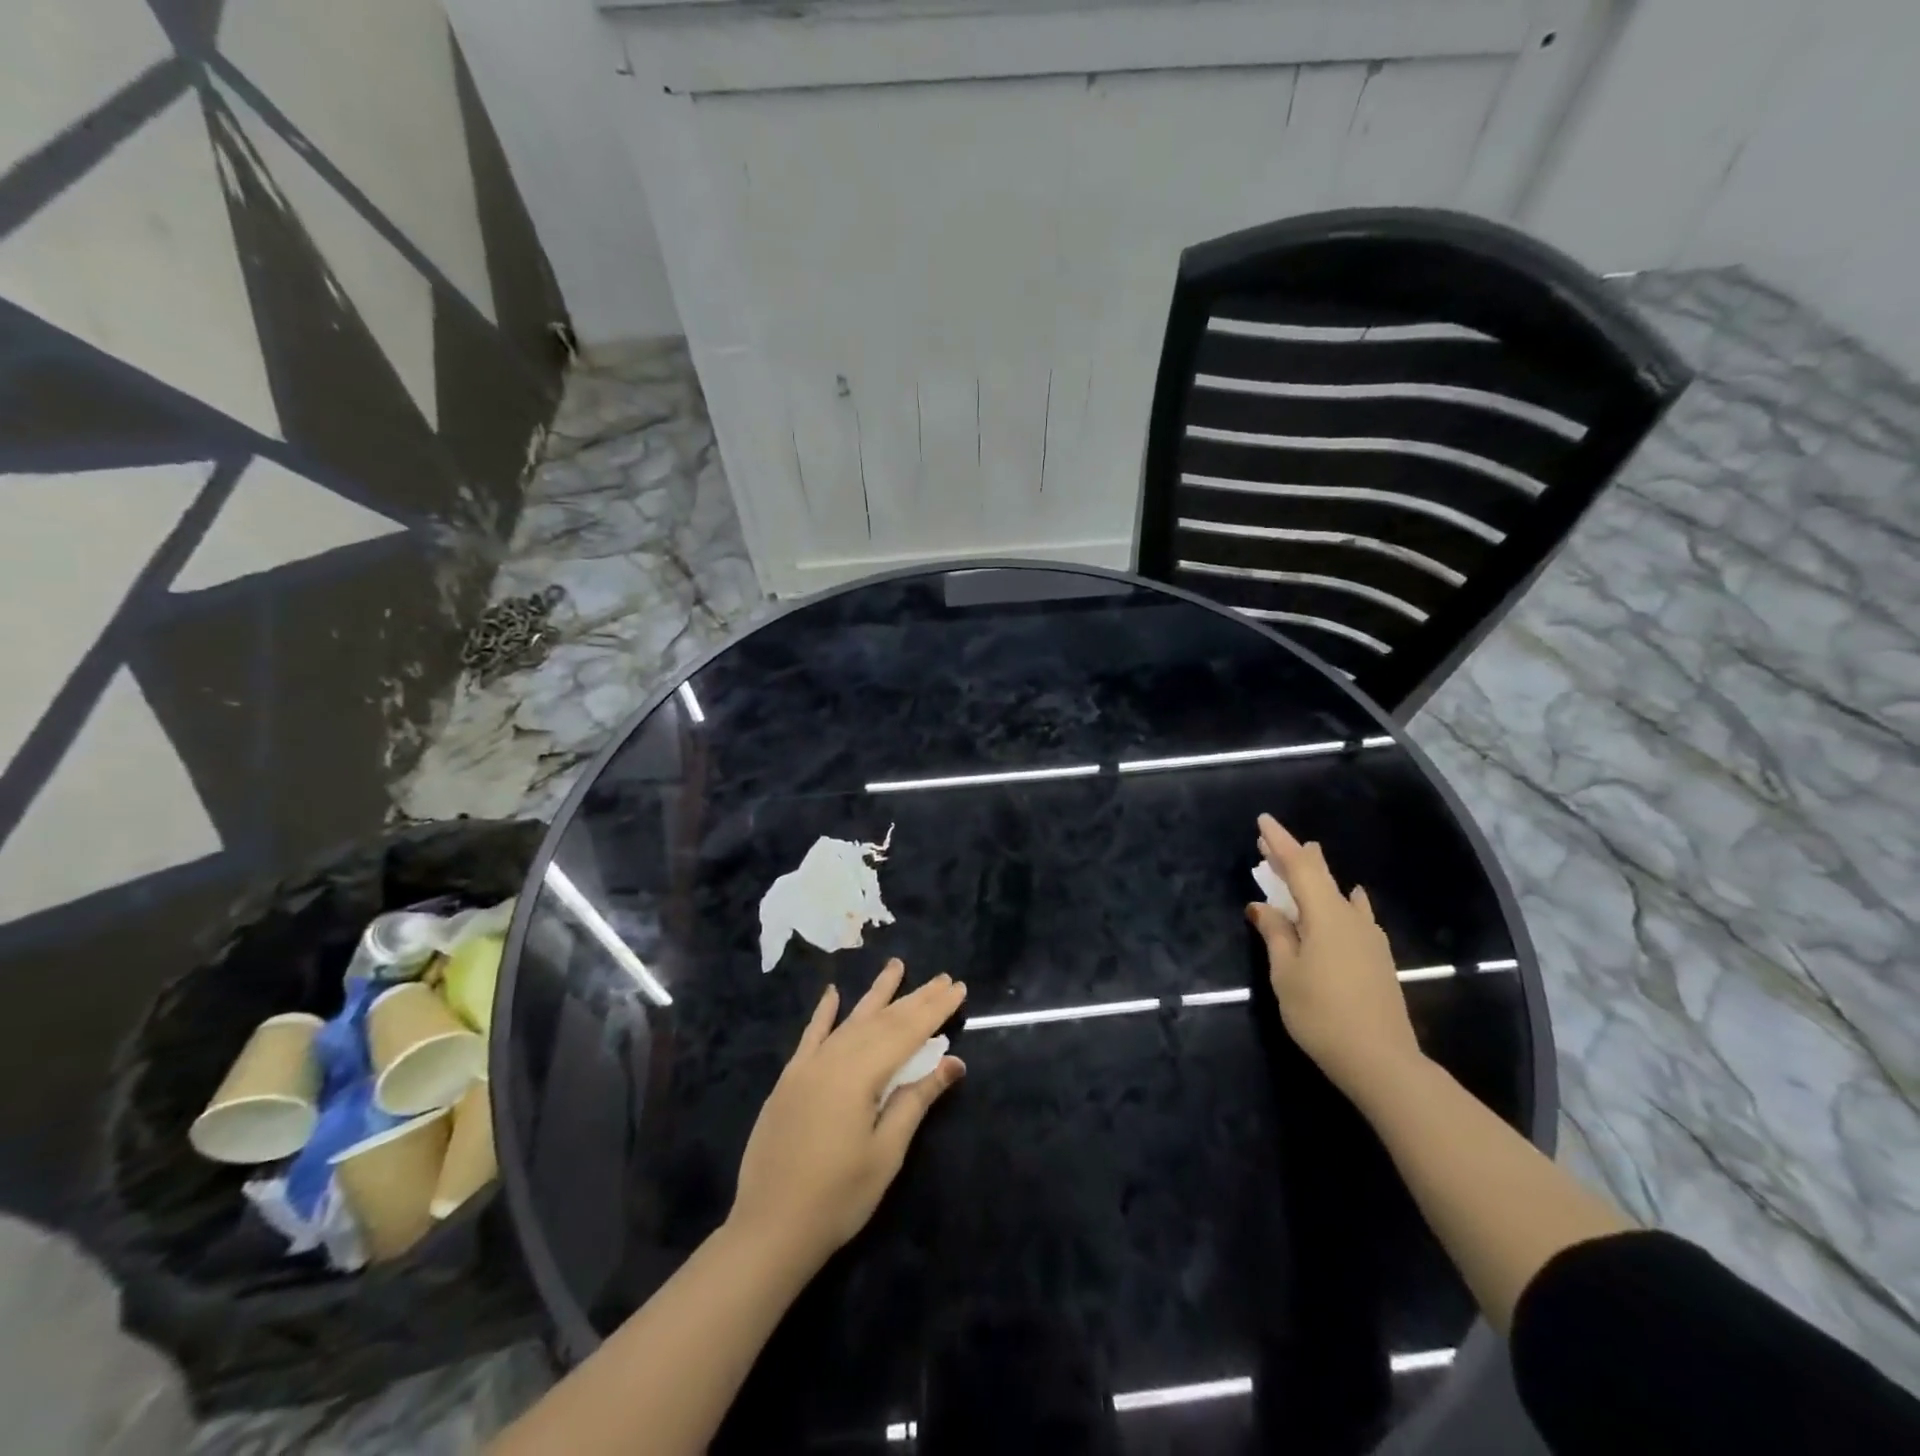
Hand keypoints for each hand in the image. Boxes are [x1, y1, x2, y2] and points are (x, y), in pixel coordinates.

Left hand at [730, 959, 965, 1271]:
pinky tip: (833, 993)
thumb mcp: (886, 1152)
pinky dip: (824, 1013)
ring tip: (897, 966)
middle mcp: (833, 1059)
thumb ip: (916, 1100)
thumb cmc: (838, 1197)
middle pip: (882, 1021)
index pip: (906, 1032)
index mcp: (860, 1075)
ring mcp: (808, 1067)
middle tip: (942, 978)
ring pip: (851, 1021)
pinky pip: (811, 1036)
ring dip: (876, 994)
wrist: (769, 1229)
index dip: (934, 1010)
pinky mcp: (789, 1080)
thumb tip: (953, 1062)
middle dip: (915, 998)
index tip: (958, 988)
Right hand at [1245, 813, 1423, 1099]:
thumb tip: (1262, 906)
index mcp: (1326, 915)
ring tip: (1303, 864)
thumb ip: (1275, 934)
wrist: (1382, 1061)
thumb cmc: (1322, 1014)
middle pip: (1320, 876)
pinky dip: (1339, 901)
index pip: (1299, 867)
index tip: (1263, 821)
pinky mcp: (1377, 957)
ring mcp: (1369, 937)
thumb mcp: (1285, 973)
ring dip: (1315, 878)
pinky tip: (1349, 901)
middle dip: (1293, 857)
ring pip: (1338, 894)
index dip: (1279, 842)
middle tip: (1269, 844)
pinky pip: (1355, 914)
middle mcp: (1351, 918)